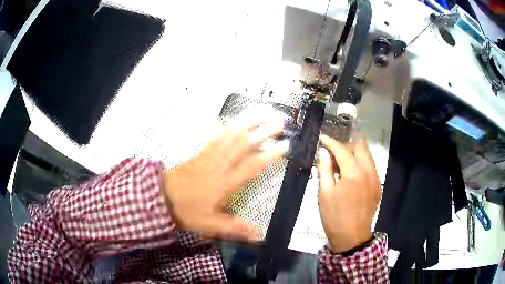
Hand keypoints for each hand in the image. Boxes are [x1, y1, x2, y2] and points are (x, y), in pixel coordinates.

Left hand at [162, 116, 285, 241]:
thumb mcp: (209, 225)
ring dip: (248, 124)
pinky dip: (225, 127)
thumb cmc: (186, 211)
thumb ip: (233, 228)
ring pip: (230, 137)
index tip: (284, 146)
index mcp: (225, 183)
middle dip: (263, 132)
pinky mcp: (200, 153)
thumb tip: (258, 235)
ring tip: (261, 113)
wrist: (160, 197)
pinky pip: (215, 137)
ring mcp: (209, 157)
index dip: (269, 155)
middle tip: (279, 122)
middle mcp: (220, 166)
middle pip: (244, 145)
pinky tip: (233, 120)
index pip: (251, 166)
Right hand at [316, 134, 380, 252]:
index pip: (342, 149)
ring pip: (367, 155)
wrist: (352, 237)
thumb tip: (323, 152)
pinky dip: (361, 163)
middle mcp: (368, 171)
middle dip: (346, 144)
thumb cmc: (334, 217)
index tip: (322, 137)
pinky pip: (370, 166)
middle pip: (360, 146)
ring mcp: (375, 178)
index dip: (330, 141)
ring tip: (341, 161)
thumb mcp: (324, 193)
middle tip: (334, 151)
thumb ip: (325, 169)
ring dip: (355, 152)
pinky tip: (351, 173)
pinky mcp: (377, 186)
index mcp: (353, 173)